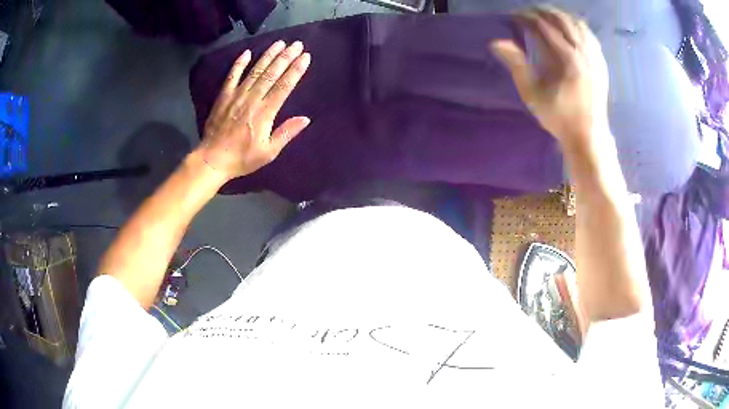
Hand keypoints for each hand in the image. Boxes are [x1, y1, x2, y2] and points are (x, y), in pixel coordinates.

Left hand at [198, 40, 310, 180]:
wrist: (213, 160)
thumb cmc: (242, 158)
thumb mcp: (268, 152)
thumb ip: (286, 133)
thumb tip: (305, 119)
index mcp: (265, 113)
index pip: (284, 86)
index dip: (296, 70)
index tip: (305, 57)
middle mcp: (252, 99)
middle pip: (272, 74)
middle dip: (286, 57)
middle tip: (297, 44)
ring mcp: (236, 96)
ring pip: (255, 71)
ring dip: (268, 56)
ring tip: (279, 43)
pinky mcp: (223, 97)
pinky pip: (232, 77)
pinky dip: (239, 64)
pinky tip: (247, 53)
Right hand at [491, 7, 609, 151]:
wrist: (589, 136)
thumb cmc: (560, 117)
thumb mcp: (533, 95)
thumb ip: (517, 65)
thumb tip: (498, 42)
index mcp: (567, 59)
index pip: (544, 26)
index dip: (527, 17)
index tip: (515, 17)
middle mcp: (584, 52)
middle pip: (562, 20)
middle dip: (543, 12)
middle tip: (529, 13)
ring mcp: (595, 57)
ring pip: (578, 24)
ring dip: (561, 16)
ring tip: (548, 17)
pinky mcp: (601, 63)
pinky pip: (590, 36)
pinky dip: (578, 26)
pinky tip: (571, 29)